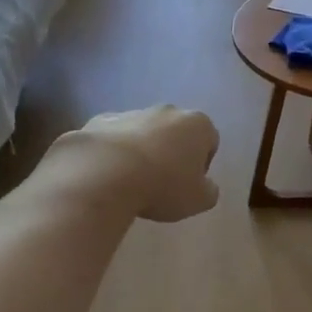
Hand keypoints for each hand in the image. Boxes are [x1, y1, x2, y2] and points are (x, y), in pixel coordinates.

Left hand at [57, 106, 220, 222]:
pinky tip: (109, 175)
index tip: (188, 185)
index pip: (209, 142)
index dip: (201, 166)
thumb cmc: (162, 185)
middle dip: (171, 153)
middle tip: (162, 183)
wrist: (105, 173)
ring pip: (144, 133)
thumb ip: (209, 191)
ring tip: (132, 182)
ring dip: (143, 151)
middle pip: (176, 132)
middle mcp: (168, 111)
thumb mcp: (199, 200)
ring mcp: (133, 112)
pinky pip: (115, 137)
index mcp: (197, 124)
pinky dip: (115, 152)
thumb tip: (206, 186)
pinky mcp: (102, 120)